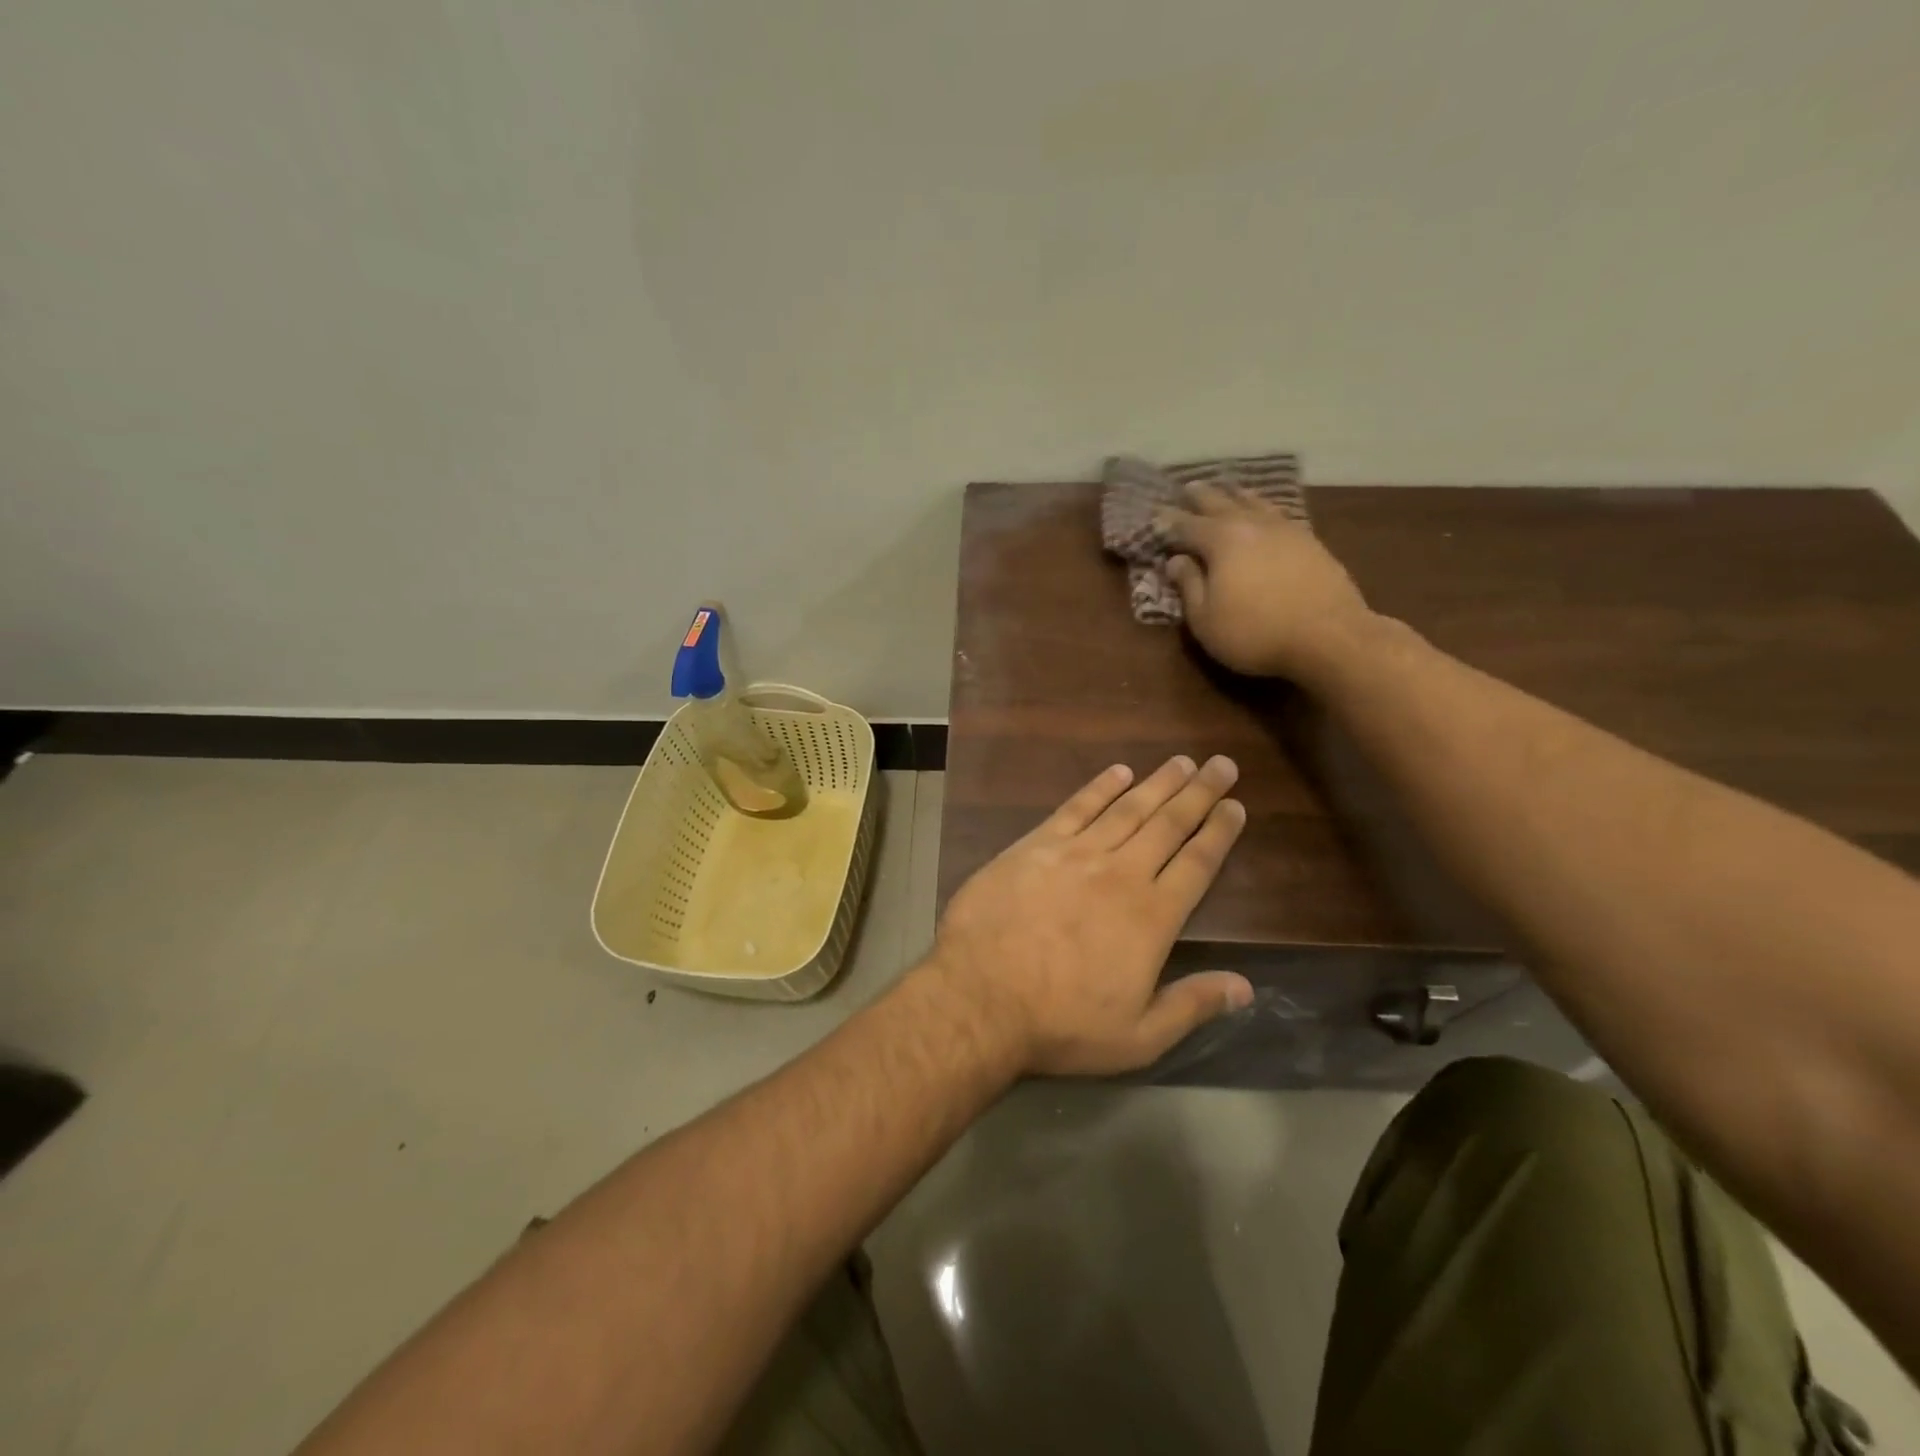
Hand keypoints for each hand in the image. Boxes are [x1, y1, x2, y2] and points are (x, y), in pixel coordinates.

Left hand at [927, 756, 1252, 1075]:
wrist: (981, 997)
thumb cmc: (1061, 1024)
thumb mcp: (1138, 1038)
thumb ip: (1192, 1006)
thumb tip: (1246, 986)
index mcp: (1151, 917)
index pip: (1197, 864)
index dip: (1219, 833)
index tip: (1235, 807)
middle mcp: (1121, 874)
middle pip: (1168, 825)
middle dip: (1199, 793)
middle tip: (1222, 765)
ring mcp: (1076, 854)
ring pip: (1127, 809)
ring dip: (1157, 783)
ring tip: (1181, 761)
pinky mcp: (1035, 845)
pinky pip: (1075, 808)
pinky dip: (1099, 788)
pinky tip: (1118, 772)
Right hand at [1160, 483, 1372, 679]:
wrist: (1329, 636)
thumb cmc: (1254, 633)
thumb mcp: (1205, 619)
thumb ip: (1189, 586)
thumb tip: (1176, 561)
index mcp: (1221, 540)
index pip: (1186, 525)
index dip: (1168, 522)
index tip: (1155, 517)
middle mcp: (1252, 524)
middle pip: (1221, 503)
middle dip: (1201, 496)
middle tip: (1188, 487)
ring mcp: (1286, 529)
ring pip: (1255, 502)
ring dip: (1236, 494)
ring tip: (1228, 488)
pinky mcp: (1311, 541)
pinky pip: (1279, 514)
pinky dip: (1264, 508)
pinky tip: (1266, 512)